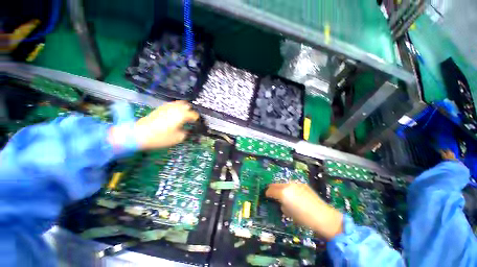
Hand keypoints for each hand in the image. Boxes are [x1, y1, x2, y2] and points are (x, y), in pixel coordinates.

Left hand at [109, 101, 198, 150]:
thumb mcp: (177, 138)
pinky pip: (171, 105)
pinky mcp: (160, 108)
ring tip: (183, 115)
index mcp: (181, 115)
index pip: (193, 114)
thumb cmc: (160, 137)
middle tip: (191, 117)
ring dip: (183, 108)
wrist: (139, 134)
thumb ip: (185, 133)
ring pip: (178, 103)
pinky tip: (174, 114)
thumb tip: (186, 130)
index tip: (196, 122)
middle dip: (190, 110)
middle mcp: (175, 109)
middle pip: (186, 105)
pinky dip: (175, 108)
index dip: (196, 118)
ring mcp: (166, 107)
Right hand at [266, 183, 342, 240]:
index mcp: (283, 193)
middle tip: (272, 194)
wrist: (323, 216)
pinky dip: (289, 188)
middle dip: (272, 189)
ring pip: (283, 183)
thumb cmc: (303, 218)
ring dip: (281, 188)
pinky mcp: (302, 184)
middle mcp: (288, 185)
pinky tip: (294, 195)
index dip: (267, 193)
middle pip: (275, 184)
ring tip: (284, 195)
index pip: (270, 190)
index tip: (266, 196)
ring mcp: (296, 183)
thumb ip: (281, 205)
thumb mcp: (288, 214)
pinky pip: (292, 185)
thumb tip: (281, 202)